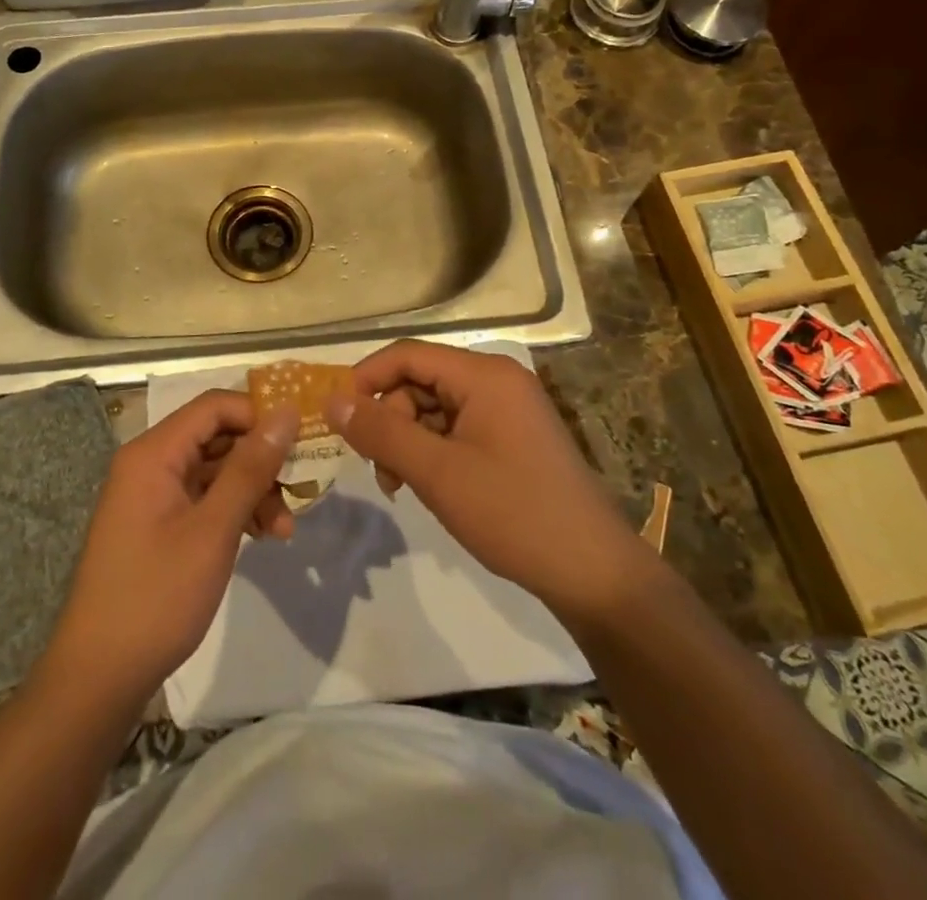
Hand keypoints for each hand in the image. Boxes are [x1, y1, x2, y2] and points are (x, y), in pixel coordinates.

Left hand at [45, 392, 297, 701]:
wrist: (99, 677)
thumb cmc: (157, 596)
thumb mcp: (213, 530)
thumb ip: (251, 468)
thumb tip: (286, 413)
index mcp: (154, 453)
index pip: (215, 406)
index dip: (259, 415)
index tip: (300, 442)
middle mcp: (150, 463)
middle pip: (217, 436)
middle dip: (261, 460)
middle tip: (299, 490)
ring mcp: (152, 494)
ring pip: (215, 469)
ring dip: (253, 490)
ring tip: (283, 530)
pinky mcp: (158, 523)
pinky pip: (204, 497)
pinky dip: (234, 510)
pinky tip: (262, 537)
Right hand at [327, 341, 658, 628]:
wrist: (594, 572)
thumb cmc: (512, 512)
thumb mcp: (437, 472)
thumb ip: (381, 432)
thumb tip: (332, 401)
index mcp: (484, 374)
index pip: (408, 355)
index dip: (366, 379)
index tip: (338, 419)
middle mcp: (498, 381)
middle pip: (421, 382)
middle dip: (390, 420)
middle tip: (379, 470)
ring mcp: (509, 410)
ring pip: (436, 409)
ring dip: (409, 441)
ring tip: (400, 487)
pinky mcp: (513, 439)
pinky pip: (458, 430)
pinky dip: (433, 453)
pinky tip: (427, 487)